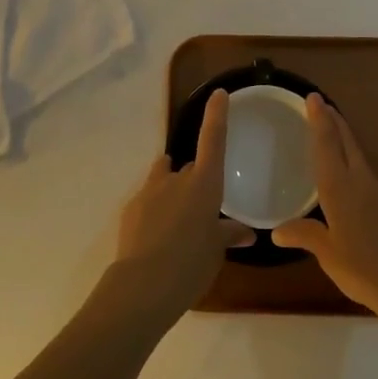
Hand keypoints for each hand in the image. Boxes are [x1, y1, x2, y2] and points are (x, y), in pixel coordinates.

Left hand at [112, 90, 254, 320]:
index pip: (213, 140)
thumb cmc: (191, 264)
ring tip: (177, 222)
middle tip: (203, 211)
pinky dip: (155, 211)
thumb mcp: (216, 251)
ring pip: (164, 179)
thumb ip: (229, 235)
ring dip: (172, 190)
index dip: (216, 115)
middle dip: (195, 182)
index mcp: (204, 184)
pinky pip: (148, 200)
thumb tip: (246, 232)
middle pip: (189, 168)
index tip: (218, 94)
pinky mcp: (131, 207)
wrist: (143, 285)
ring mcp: (150, 191)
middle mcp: (177, 179)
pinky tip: (158, 238)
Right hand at [273, 95, 377, 323]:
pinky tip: (365, 210)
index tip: (314, 97)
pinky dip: (366, 187)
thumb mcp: (328, 255)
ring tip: (338, 159)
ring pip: (363, 164)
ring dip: (350, 152)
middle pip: (348, 144)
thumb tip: (277, 231)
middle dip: (336, 123)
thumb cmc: (365, 270)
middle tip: (325, 106)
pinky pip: (377, 189)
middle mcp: (363, 181)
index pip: (326, 145)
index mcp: (339, 188)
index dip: (319, 120)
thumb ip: (305, 236)